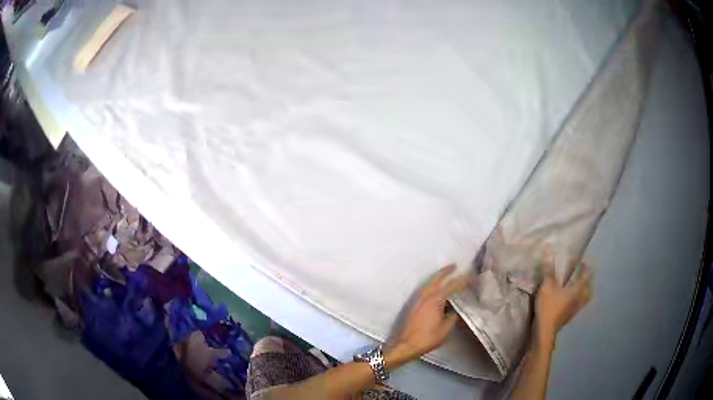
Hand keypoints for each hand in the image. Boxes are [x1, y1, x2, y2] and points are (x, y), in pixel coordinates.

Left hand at [386, 264, 470, 365]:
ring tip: (446, 274)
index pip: (452, 286)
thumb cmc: (427, 338)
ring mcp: (417, 300)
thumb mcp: (445, 329)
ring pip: (429, 283)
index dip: (462, 280)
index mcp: (435, 300)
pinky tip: (436, 289)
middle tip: (454, 266)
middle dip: (445, 271)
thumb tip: (455, 309)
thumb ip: (452, 317)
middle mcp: (425, 296)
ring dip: (437, 277)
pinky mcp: (413, 305)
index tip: (471, 275)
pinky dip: (432, 285)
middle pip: (436, 279)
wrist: (405, 345)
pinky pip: (424, 289)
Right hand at [534, 248, 591, 347]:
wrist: (545, 331)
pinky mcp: (569, 317)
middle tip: (583, 274)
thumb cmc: (549, 307)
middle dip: (588, 280)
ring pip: (585, 299)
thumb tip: (549, 250)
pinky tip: (572, 301)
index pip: (585, 275)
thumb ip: (549, 270)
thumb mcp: (547, 287)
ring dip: (584, 291)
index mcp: (577, 290)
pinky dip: (579, 301)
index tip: (582, 261)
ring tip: (580, 287)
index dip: (585, 267)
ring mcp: (575, 310)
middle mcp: (579, 299)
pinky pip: (579, 306)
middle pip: (589, 288)